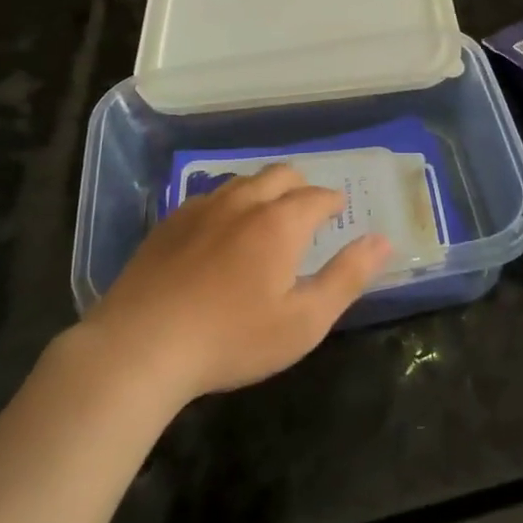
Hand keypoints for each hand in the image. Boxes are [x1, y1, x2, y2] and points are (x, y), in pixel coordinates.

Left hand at [78, 165, 391, 406]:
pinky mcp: (169, 222)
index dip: (333, 201)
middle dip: (301, 186)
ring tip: (267, 216)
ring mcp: (201, 208)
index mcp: (280, 222)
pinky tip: (220, 231)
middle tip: (307, 209)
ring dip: (264, 191)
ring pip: (243, 182)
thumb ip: (347, 277)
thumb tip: (382, 240)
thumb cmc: (232, 338)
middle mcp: (243, 202)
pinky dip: (228, 204)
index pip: (317, 196)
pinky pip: (209, 197)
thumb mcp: (303, 321)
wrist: (140, 347)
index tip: (339, 211)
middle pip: (280, 175)